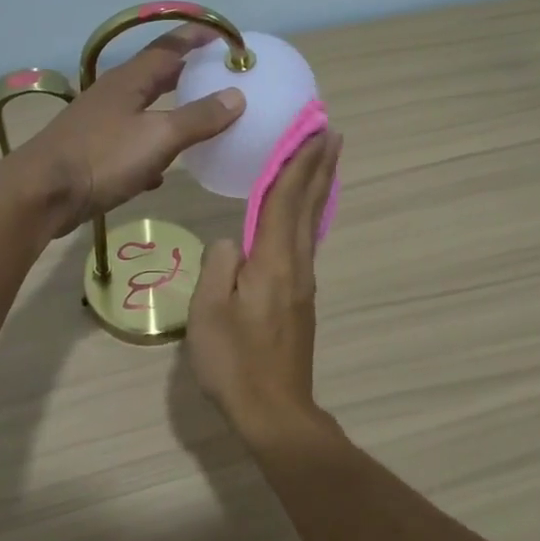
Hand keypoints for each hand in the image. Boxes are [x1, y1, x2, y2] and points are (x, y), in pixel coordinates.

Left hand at [12, 27, 244, 237]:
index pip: (169, 47)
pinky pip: (130, 145)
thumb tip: (237, 96)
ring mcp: (100, 124)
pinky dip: (149, 153)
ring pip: (143, 112)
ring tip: (196, 123)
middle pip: (155, 77)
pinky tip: (159, 174)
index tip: (225, 37)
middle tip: (217, 78)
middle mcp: (113, 95)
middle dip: (186, 76)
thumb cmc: (103, 158)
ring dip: (169, 114)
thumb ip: (198, 118)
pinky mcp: (92, 153)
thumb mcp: (158, 138)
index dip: (197, 38)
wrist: (42, 194)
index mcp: (129, 80)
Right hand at [187, 130, 341, 437]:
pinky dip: (308, 217)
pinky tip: (304, 217)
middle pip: (309, 206)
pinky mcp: (301, 303)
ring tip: (322, 163)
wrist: (274, 411)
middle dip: (319, 167)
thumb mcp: (208, 312)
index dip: (297, 162)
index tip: (312, 129)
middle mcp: (297, 266)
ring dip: (317, 189)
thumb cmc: (234, 362)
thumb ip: (218, 267)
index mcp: (273, 262)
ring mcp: (303, 286)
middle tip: (331, 133)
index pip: (286, 199)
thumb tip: (232, 242)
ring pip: (311, 225)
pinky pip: (305, 244)